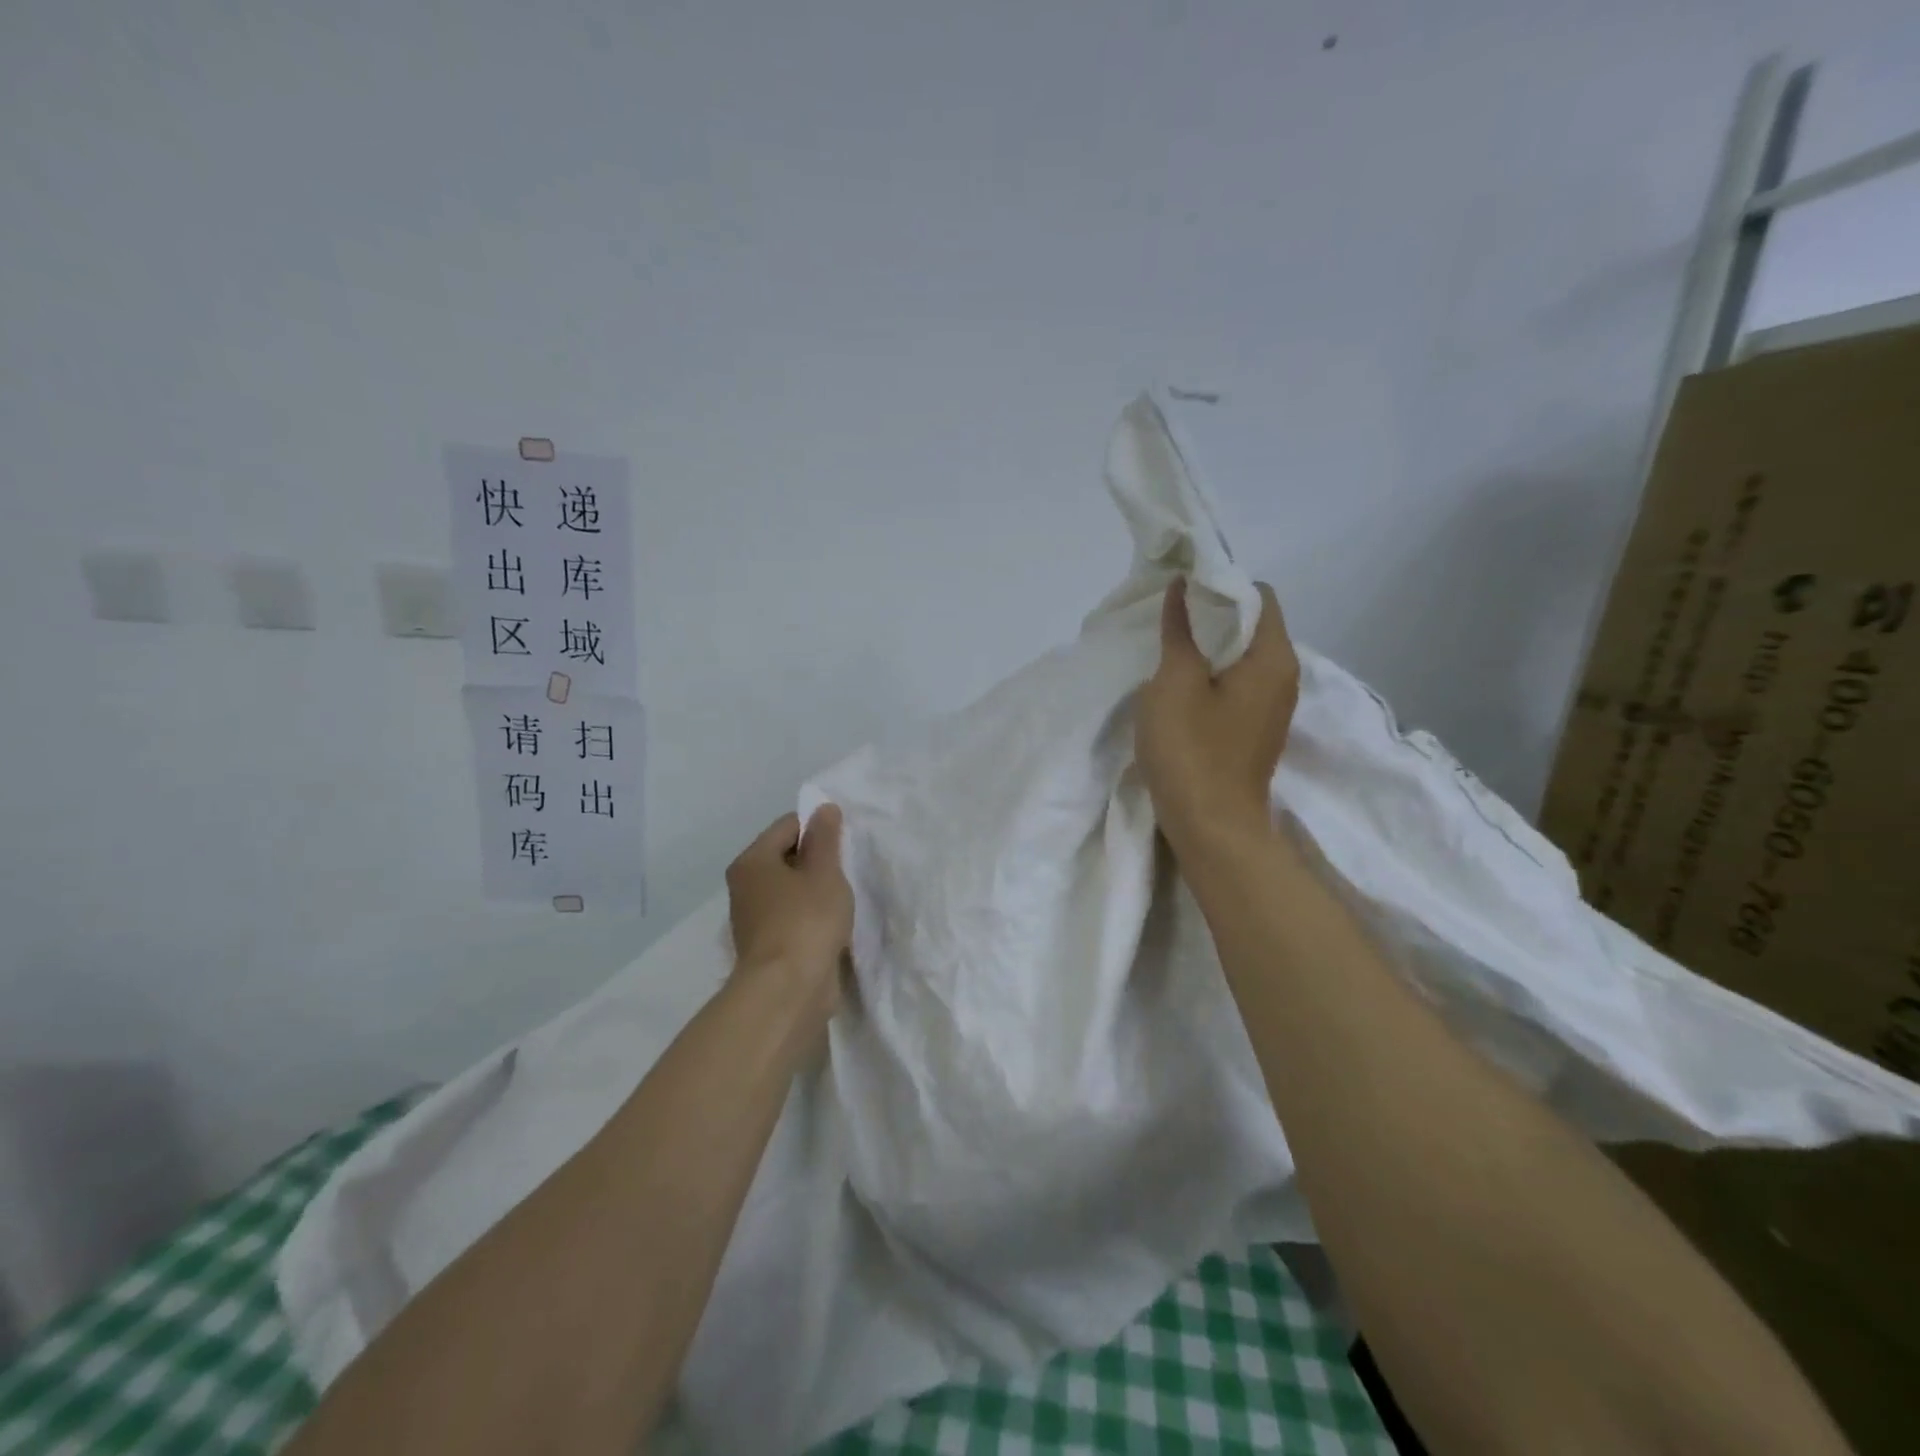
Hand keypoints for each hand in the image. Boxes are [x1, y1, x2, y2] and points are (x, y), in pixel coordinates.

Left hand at [725, 805, 854, 1010]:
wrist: (789, 991)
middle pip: (786, 856)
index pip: (787, 825)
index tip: (845, 842)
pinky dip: (811, 916)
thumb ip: (825, 837)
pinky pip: (793, 916)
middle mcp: (745, 886)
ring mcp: (754, 918)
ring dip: (816, 890)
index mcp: (752, 861)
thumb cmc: (807, 920)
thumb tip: (823, 808)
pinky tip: (832, 925)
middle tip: (847, 869)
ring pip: (791, 889)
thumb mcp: (824, 871)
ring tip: (843, 898)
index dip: (818, 827)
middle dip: (818, 859)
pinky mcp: (767, 946)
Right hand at [1136, 579, 1299, 854]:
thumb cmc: (1192, 749)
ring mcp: (1273, 706)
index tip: (1181, 590)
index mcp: (1273, 658)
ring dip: (1210, 647)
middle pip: (1253, 625)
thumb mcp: (1174, 683)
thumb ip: (1179, 631)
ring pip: (1244, 657)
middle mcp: (1285, 676)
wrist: (1212, 827)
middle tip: (1169, 616)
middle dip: (1213, 615)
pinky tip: (1181, 685)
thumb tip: (1182, 588)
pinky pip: (1239, 685)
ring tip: (1170, 647)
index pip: (1259, 595)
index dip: (1220, 585)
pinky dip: (1214, 675)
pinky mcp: (1256, 729)